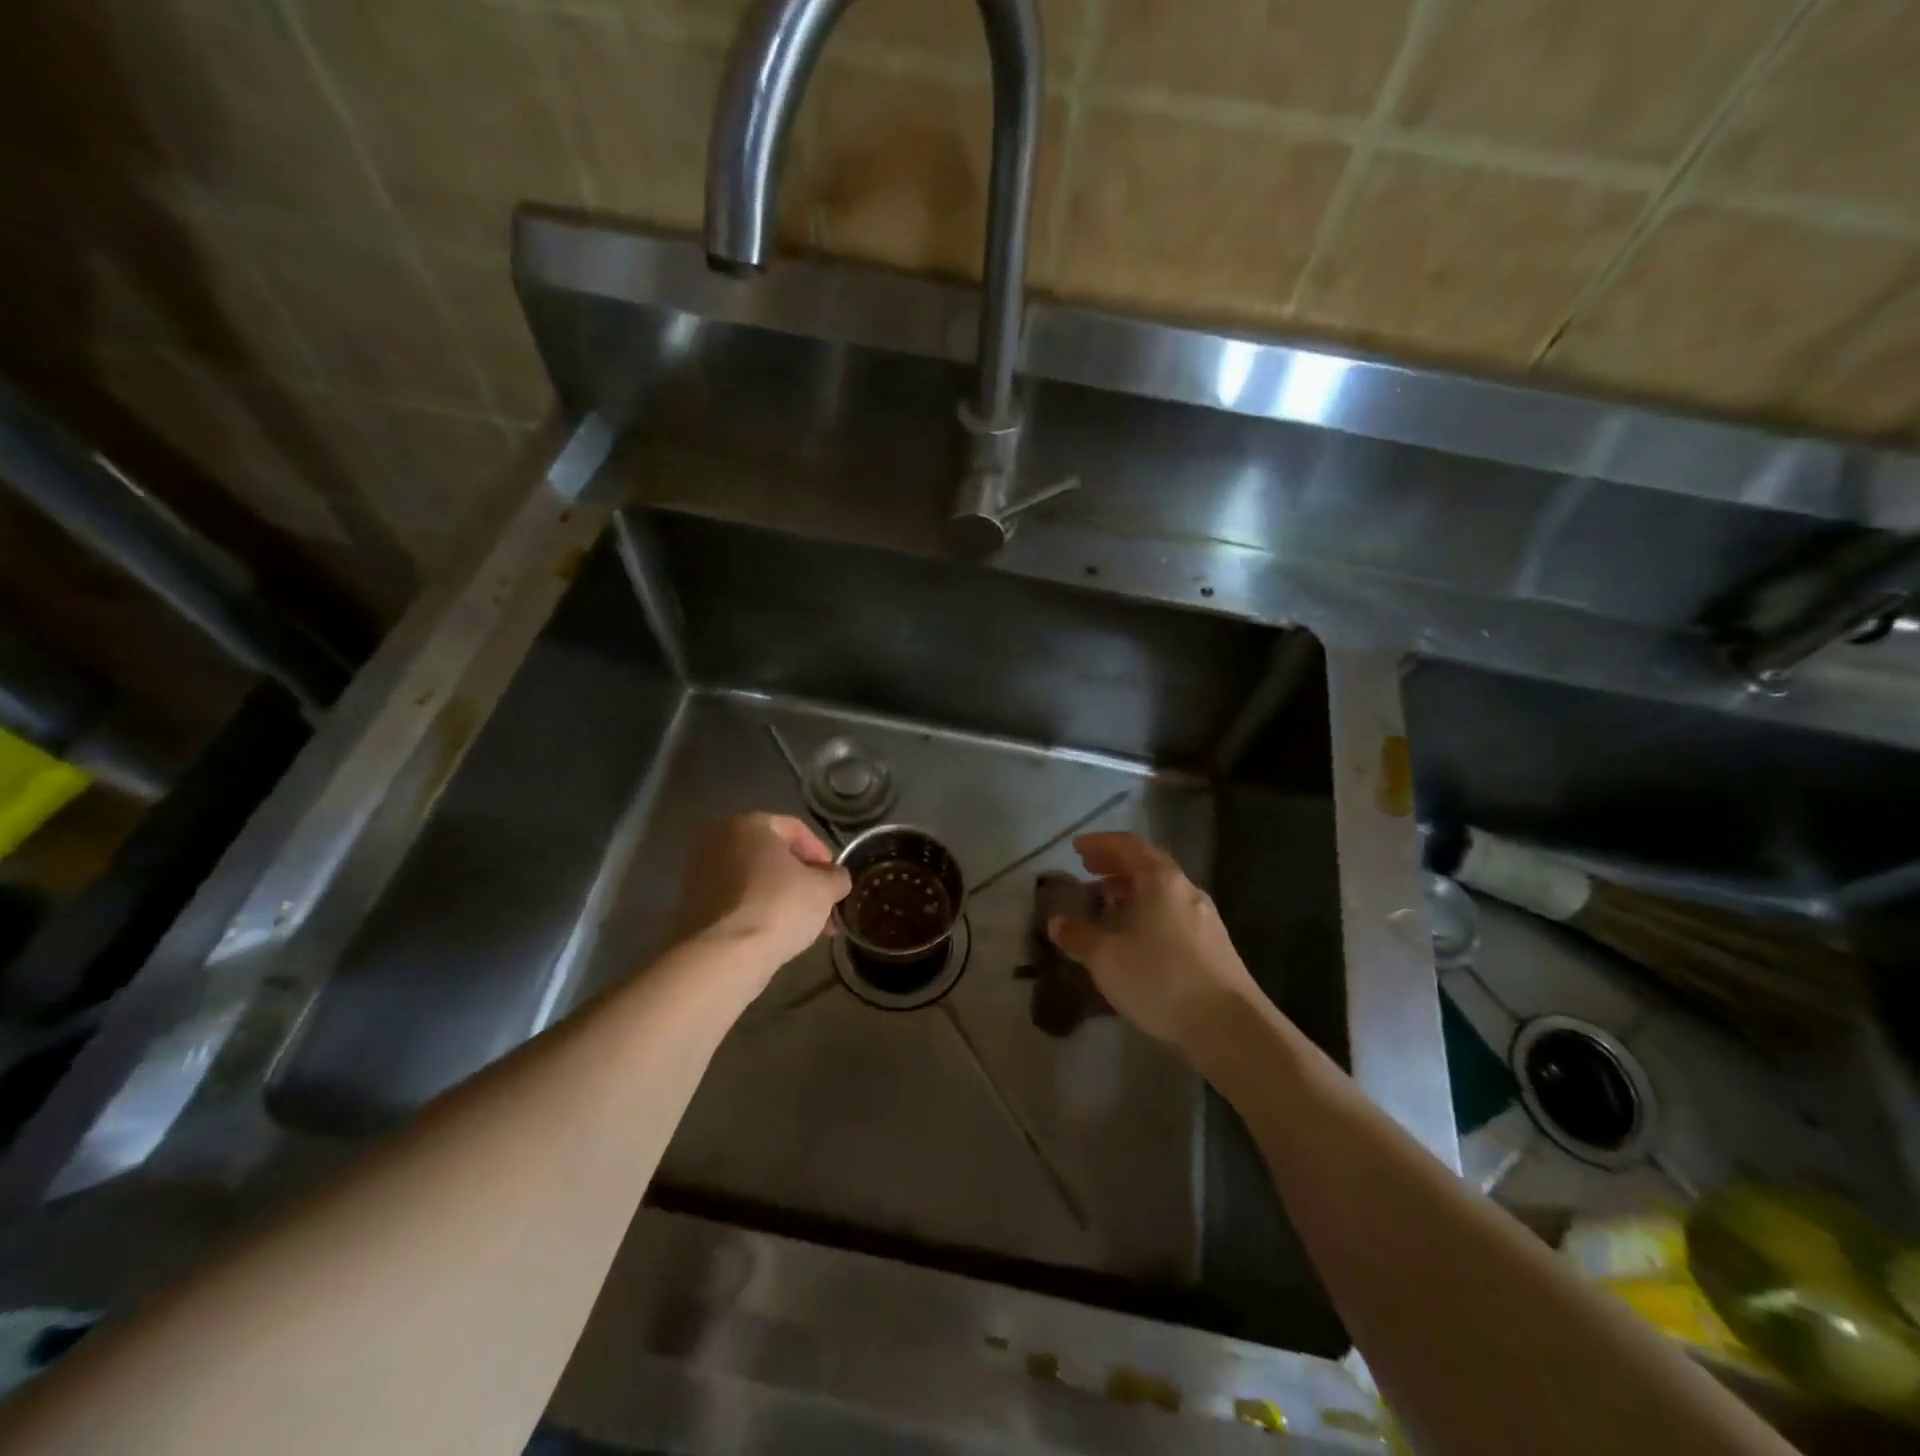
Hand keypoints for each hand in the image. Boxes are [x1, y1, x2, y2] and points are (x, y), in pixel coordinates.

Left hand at [678, 814, 850, 973]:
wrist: (724, 956)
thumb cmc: (778, 907)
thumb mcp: (824, 889)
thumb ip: (836, 877)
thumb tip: (836, 878)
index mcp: (748, 824)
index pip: (796, 829)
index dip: (823, 855)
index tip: (836, 881)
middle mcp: (719, 841)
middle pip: (774, 857)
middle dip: (804, 882)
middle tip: (825, 906)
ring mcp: (701, 875)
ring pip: (756, 881)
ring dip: (784, 899)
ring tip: (807, 927)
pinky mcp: (693, 907)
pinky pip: (738, 902)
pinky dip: (760, 912)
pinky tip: (778, 935)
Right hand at [1046, 832, 1261, 1050]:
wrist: (1229, 1027)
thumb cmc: (1161, 980)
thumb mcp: (1107, 959)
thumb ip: (1079, 936)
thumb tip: (1056, 922)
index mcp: (1161, 881)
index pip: (1128, 845)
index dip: (1100, 843)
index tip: (1076, 848)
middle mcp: (1186, 890)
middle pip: (1149, 863)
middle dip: (1116, 863)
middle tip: (1089, 869)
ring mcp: (1205, 917)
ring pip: (1164, 890)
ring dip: (1133, 888)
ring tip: (1109, 901)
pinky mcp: (1214, 945)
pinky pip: (1174, 912)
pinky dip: (1150, 910)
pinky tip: (1138, 935)